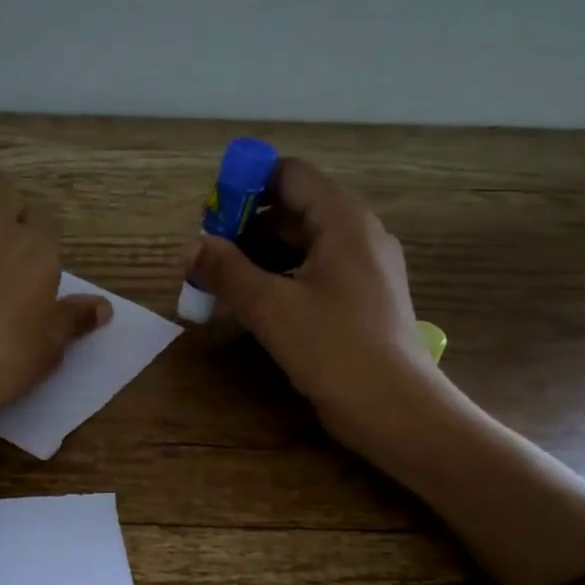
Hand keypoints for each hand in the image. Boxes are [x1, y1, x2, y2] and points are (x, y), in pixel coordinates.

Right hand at [185, 157, 449, 450]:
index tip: (209, 216)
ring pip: (300, 247)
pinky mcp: (358, 302)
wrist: (392, 408)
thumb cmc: (333, 348)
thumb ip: (227, 271)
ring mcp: (361, 271)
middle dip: (244, 229)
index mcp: (342, 221)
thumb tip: (191, 247)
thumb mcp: (270, 307)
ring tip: (219, 285)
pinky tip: (250, 307)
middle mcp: (357, 235)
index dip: (245, 186)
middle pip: (292, 211)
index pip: (289, 176)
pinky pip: (311, 275)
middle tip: (205, 258)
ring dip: (257, 259)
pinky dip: (278, 281)